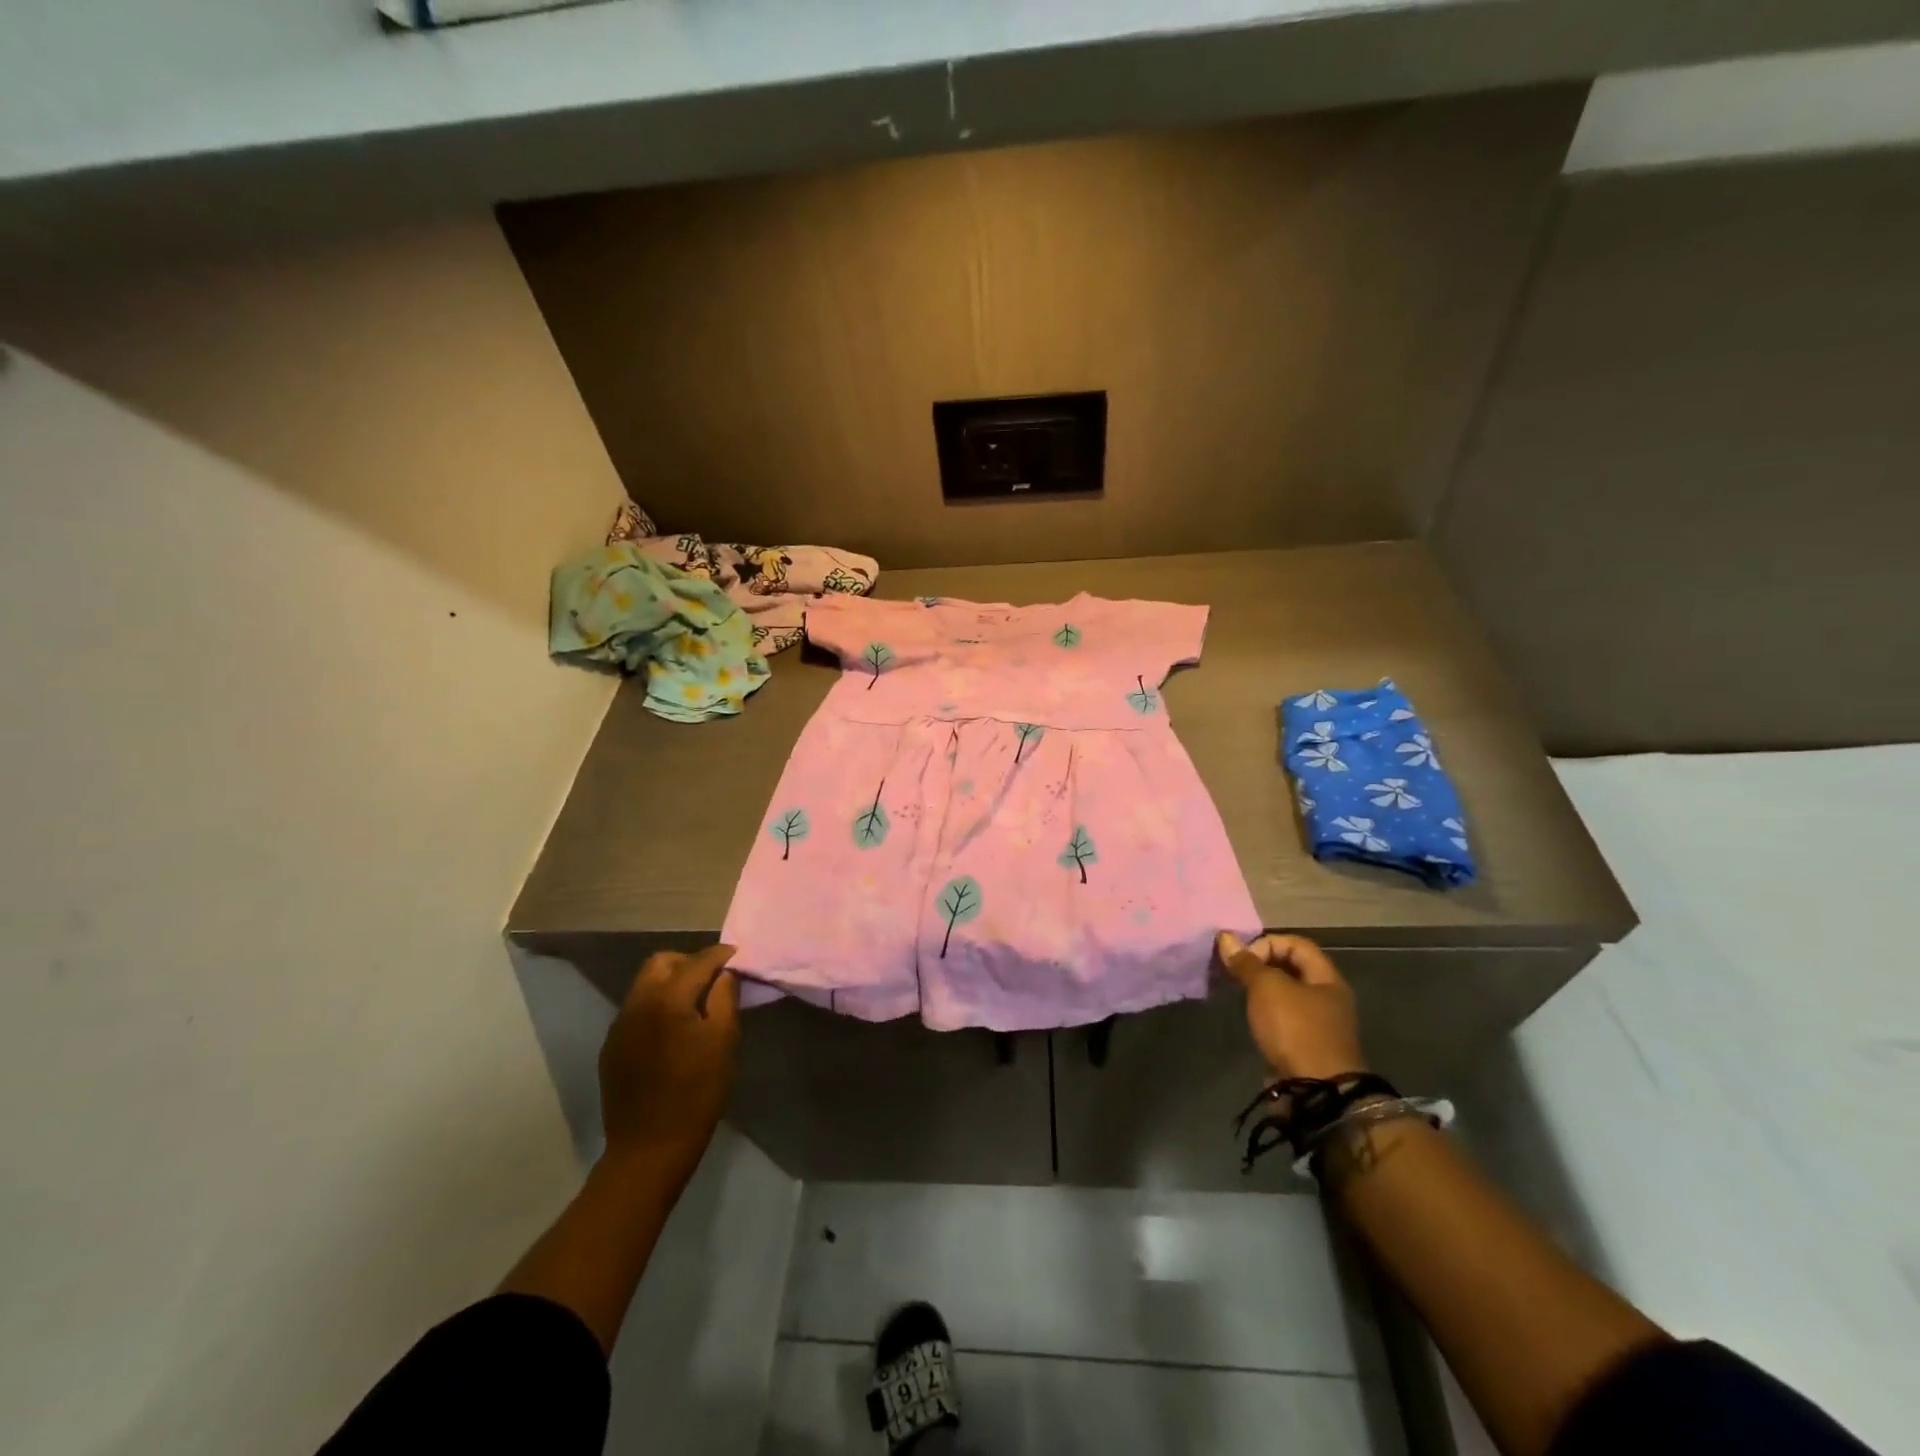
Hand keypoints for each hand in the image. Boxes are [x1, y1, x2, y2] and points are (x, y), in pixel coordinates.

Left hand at [598, 943, 740, 1184]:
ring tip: (694, 1003)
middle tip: (713, 979)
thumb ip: (725, 998)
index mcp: (667, 999)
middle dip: (689, 962)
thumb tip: (725, 974)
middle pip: (661, 963)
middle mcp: (637, 1003)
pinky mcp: (612, 1046)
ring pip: (645, 984)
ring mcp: (620, 1025)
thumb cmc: (697, 1092)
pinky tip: (672, 1030)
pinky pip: (636, 1009)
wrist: (649, 1148)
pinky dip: (657, 1005)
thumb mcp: (724, 1041)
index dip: (720, 955)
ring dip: (671, 983)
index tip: (736, 955)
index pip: (697, 961)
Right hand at [1215, 932, 1367, 1080]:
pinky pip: (1284, 1019)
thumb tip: (1225, 937)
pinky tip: (1252, 1021)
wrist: (1317, 1093)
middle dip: (1261, 968)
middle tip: (1236, 975)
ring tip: (1240, 996)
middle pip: (1291, 969)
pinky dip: (1266, 1015)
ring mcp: (1319, 1024)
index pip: (1296, 944)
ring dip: (1262, 992)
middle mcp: (1328, 998)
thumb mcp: (1267, 988)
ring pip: (1286, 995)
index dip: (1267, 944)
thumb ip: (1246, 963)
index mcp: (1327, 978)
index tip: (1244, 960)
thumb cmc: (1296, 1029)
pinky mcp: (1307, 1046)